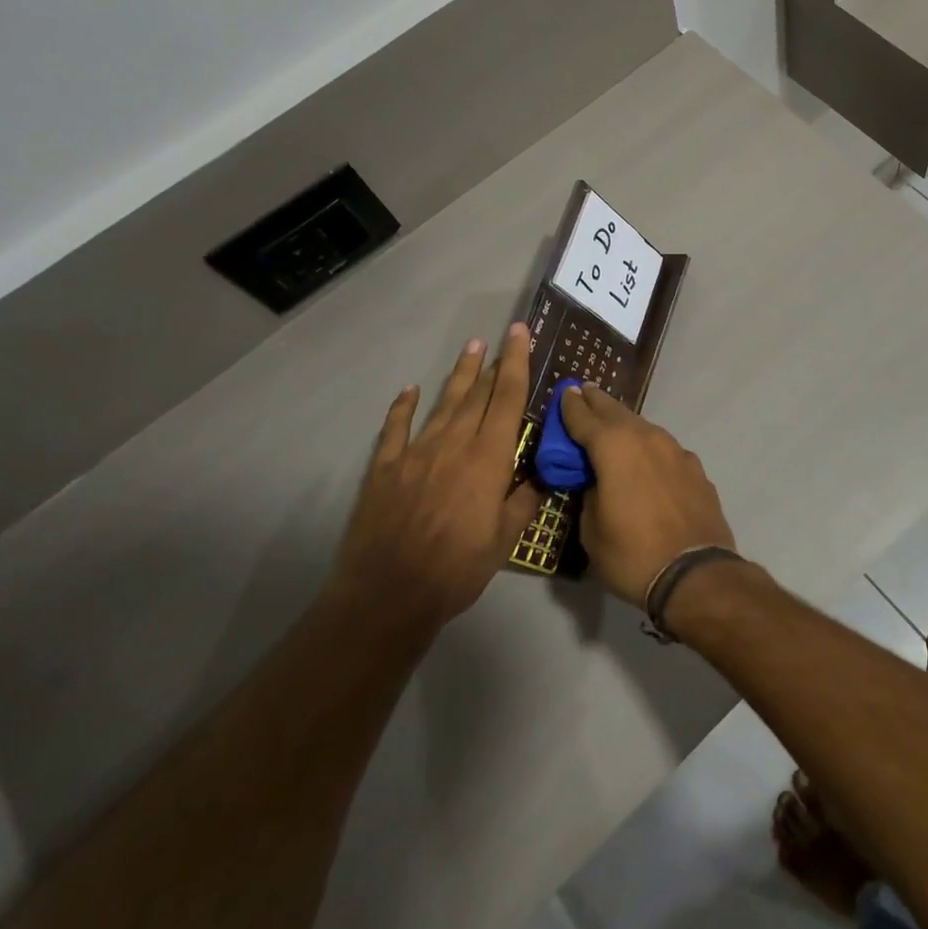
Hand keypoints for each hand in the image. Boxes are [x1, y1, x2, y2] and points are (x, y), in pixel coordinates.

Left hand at [328, 326, 541, 632]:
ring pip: (443, 403)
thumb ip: (525, 502)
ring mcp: (416, 452)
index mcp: (488, 459)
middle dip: (492, 362)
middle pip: (477, 394)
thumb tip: (542, 476)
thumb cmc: (456, 569)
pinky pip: (396, 428)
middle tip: (501, 336)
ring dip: (459, 374)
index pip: (507, 398)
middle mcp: (454, 444)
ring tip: (470, 347)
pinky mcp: (385, 468)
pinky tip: (410, 390)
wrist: (388, 594)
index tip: (521, 334)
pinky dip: (403, 406)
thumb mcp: (504, 541)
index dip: (516, 363)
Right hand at [559, 385, 734, 605]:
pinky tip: (647, 458)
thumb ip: (589, 495)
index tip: (564, 392)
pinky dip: (649, 446)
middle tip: (585, 392)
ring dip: (625, 422)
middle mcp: (646, 438)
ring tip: (612, 422)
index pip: (584, 417)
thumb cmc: (632, 554)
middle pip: (616, 412)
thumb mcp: (591, 531)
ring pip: (644, 427)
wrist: (696, 573)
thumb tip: (596, 483)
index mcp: (614, 447)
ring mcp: (676, 450)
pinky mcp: (695, 467)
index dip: (570, 406)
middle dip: (598, 402)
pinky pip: (664, 448)